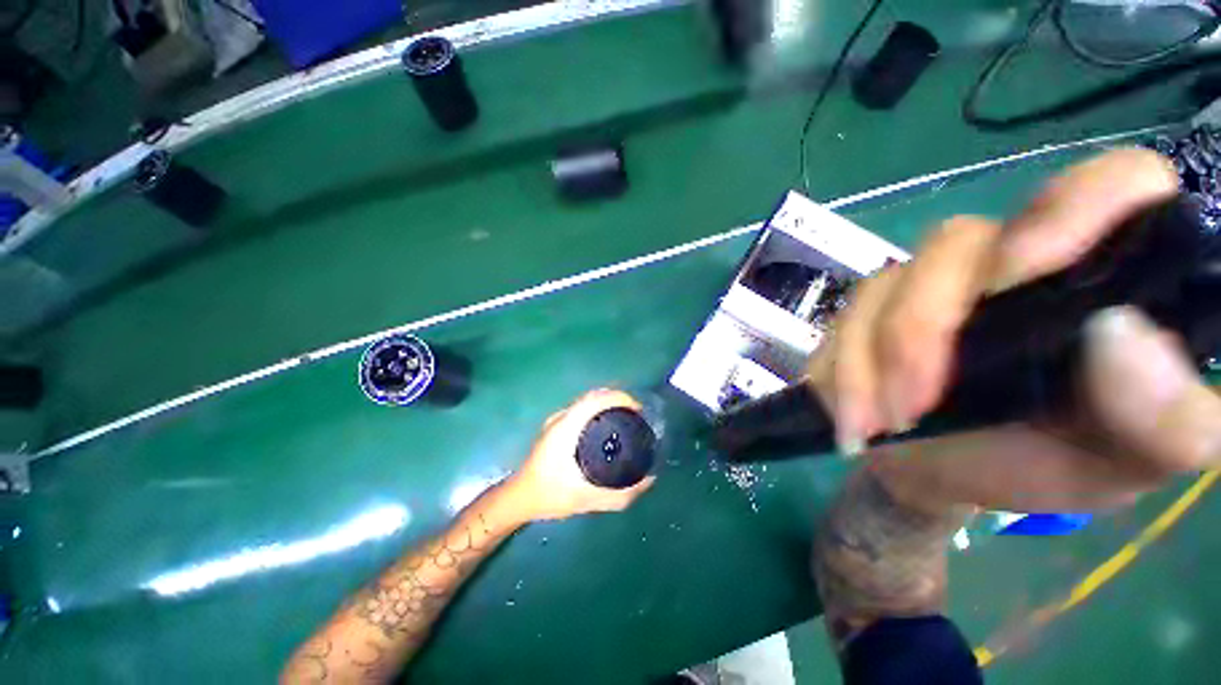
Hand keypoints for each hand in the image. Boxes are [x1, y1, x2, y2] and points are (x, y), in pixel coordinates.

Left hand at [505, 389, 656, 520]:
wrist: (519, 498)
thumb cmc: (550, 495)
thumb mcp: (587, 499)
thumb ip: (620, 495)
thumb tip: (649, 480)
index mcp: (567, 427)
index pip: (596, 399)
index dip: (620, 398)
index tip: (638, 410)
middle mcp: (562, 417)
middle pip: (594, 396)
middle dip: (618, 400)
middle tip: (637, 416)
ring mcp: (557, 420)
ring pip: (587, 401)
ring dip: (608, 404)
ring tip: (626, 419)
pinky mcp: (556, 426)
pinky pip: (582, 409)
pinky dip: (598, 410)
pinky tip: (606, 428)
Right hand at [806, 148, 1220, 510]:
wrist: (942, 475)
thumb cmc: (1042, 465)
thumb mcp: (1123, 463)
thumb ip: (1166, 421)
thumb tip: (1122, 335)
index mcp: (1097, 278)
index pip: (1112, 185)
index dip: (1071, 209)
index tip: (1021, 275)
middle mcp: (1008, 260)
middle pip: (954, 243)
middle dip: (922, 327)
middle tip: (914, 407)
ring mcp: (925, 283)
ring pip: (881, 286)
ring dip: (869, 361)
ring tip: (877, 424)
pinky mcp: (866, 312)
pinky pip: (838, 322)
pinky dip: (840, 371)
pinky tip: (854, 413)